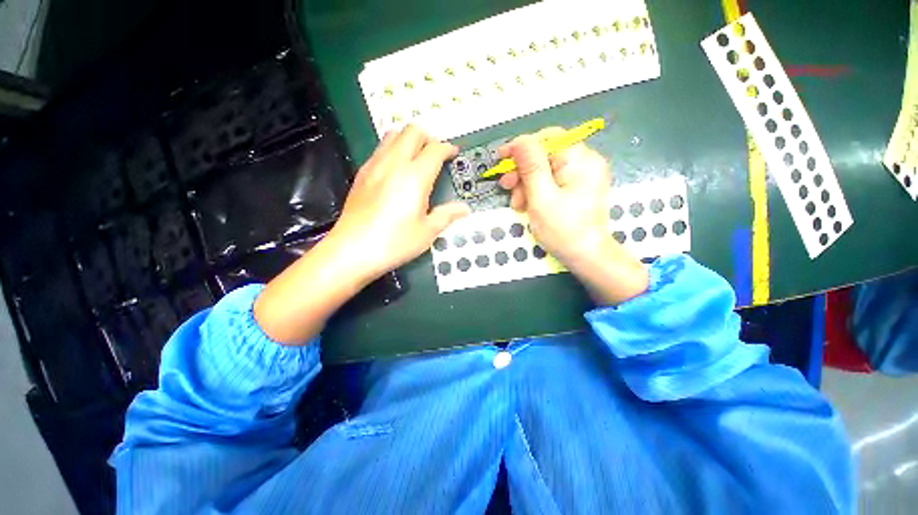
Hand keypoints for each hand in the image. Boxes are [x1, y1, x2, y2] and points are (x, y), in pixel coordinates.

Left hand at [254, 125, 467, 344]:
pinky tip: (396, 169)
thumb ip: (447, 215)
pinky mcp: (362, 174)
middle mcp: (393, 164)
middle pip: (412, 131)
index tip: (453, 153)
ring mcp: (374, 166)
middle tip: (436, 152)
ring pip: (393, 135)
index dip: (447, 148)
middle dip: (428, 137)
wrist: (353, 250)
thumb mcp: (427, 232)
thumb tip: (463, 209)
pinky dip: (392, 149)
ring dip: (408, 139)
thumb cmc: (394, 243)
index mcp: (414, 177)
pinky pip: (379, 149)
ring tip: (417, 156)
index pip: (435, 149)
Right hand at [498, 128, 611, 262]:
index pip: (547, 139)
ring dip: (526, 184)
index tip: (501, 158)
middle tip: (506, 187)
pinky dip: (536, 191)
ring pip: (545, 169)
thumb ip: (530, 167)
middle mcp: (585, 161)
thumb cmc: (563, 229)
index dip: (521, 147)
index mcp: (580, 159)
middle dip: (522, 171)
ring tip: (518, 204)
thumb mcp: (541, 197)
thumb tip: (519, 141)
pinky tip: (528, 205)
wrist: (585, 256)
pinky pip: (551, 181)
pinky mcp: (577, 187)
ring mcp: (582, 175)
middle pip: (545, 155)